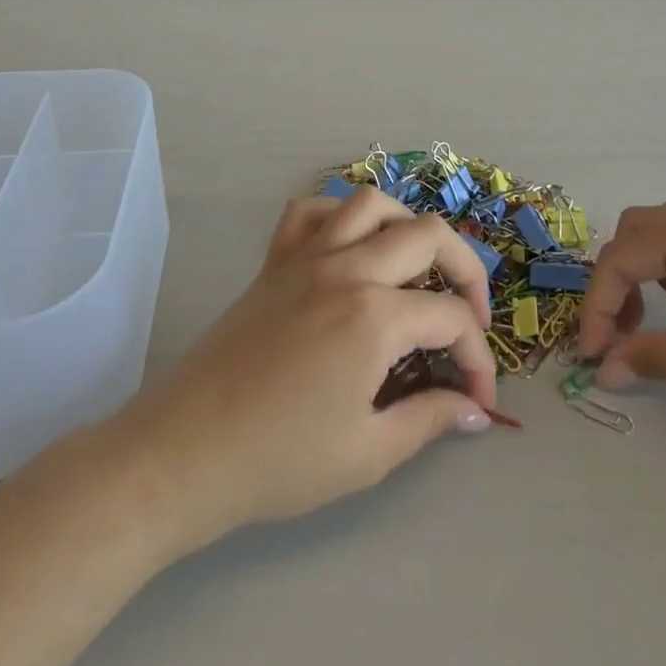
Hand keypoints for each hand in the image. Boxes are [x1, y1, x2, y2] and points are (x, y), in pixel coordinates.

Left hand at [123, 189, 498, 545]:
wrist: (185, 452)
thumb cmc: (278, 461)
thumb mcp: (368, 454)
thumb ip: (429, 420)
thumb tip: (475, 411)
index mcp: (375, 316)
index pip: (451, 318)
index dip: (478, 358)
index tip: (480, 400)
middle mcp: (347, 268)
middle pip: (428, 234)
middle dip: (467, 270)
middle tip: (470, 317)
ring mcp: (307, 257)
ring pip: (371, 204)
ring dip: (407, 225)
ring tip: (417, 266)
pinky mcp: (275, 261)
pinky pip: (310, 211)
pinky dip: (339, 216)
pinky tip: (350, 247)